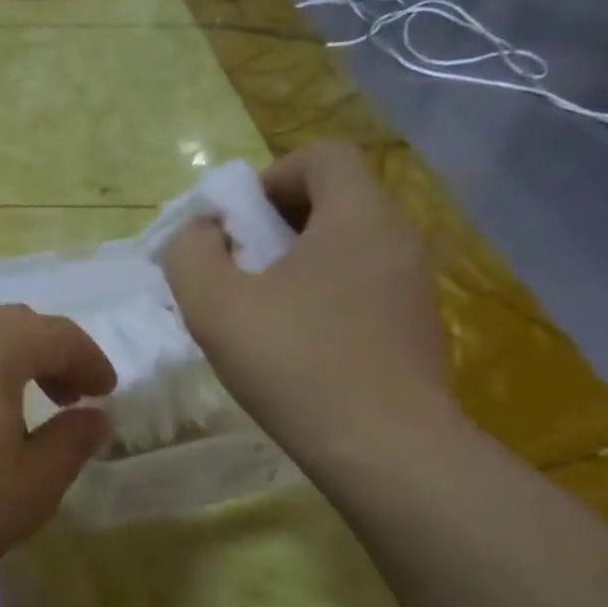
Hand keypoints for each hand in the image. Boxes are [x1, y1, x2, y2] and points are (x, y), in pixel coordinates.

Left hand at [0, 306, 114, 592]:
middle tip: (67, 398)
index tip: (105, 393)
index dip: (91, 361)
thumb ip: (73, 442)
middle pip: (13, 326)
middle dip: (50, 357)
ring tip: (18, 411)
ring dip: (7, 365)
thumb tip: (93, 417)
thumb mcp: (34, 484)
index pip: (58, 334)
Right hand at [161, 142, 447, 448]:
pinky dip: (324, 298)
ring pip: (348, 249)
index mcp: (358, 217)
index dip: (270, 177)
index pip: (322, 156)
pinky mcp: (417, 330)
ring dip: (298, 265)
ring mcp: (415, 287)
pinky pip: (363, 289)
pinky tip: (297, 348)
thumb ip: (191, 254)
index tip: (236, 225)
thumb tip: (202, 233)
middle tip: (238, 270)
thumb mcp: (214, 305)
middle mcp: (399, 239)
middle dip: (276, 224)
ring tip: (260, 314)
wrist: (385, 450)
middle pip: (335, 201)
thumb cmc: (295, 364)